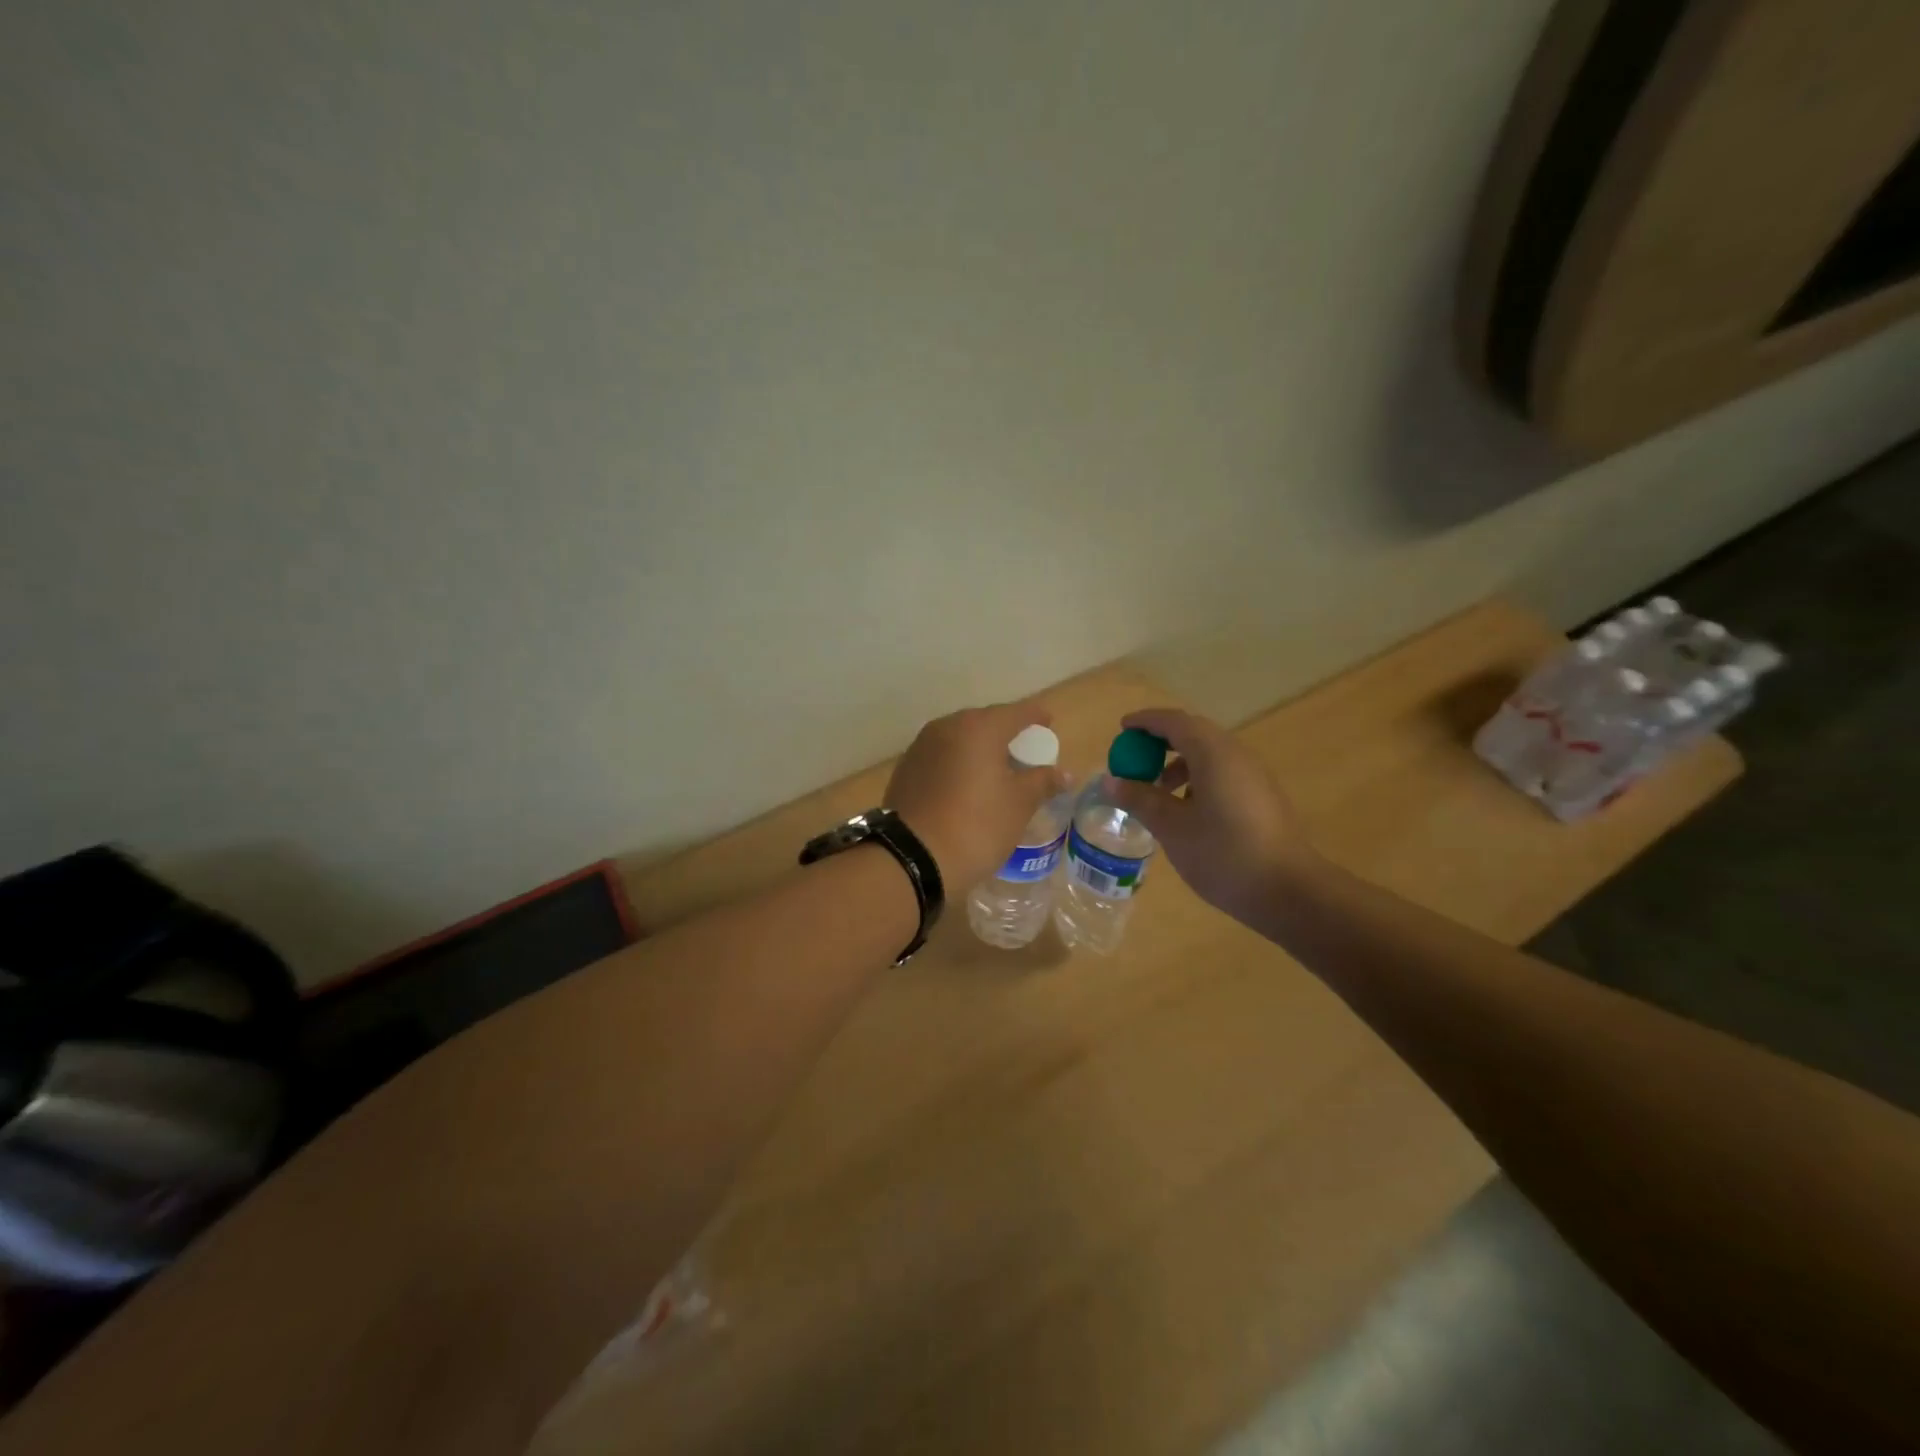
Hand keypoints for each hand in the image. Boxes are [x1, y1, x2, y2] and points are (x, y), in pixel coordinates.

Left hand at [886, 699, 1067, 888]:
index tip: (1048, 723)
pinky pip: (941, 757)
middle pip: (984, 722)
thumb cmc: (977, 825)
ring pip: (959, 739)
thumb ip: (1042, 782)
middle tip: (1024, 750)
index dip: (1035, 716)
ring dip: (979, 748)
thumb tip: (1065, 773)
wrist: (913, 858)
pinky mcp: (906, 769)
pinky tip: (966, 784)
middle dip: (1005, 732)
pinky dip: (958, 763)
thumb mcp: (1019, 805)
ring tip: (996, 768)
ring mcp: (921, 747)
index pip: (1016, 712)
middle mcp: (947, 727)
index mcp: (979, 728)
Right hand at [1101, 707, 1319, 922]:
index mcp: (1213, 754)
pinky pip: (1222, 772)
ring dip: (1179, 762)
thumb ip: (1140, 799)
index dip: (1146, 722)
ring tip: (1156, 791)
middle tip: (1134, 759)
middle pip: (1193, 733)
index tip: (1122, 729)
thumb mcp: (1172, 828)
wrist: (1289, 891)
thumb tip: (1110, 781)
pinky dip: (1197, 778)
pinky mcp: (1262, 796)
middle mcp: (1236, 754)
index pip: (1174, 722)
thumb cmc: (1224, 855)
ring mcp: (1254, 775)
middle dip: (1160, 741)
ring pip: (1209, 754)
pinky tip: (1186, 811)